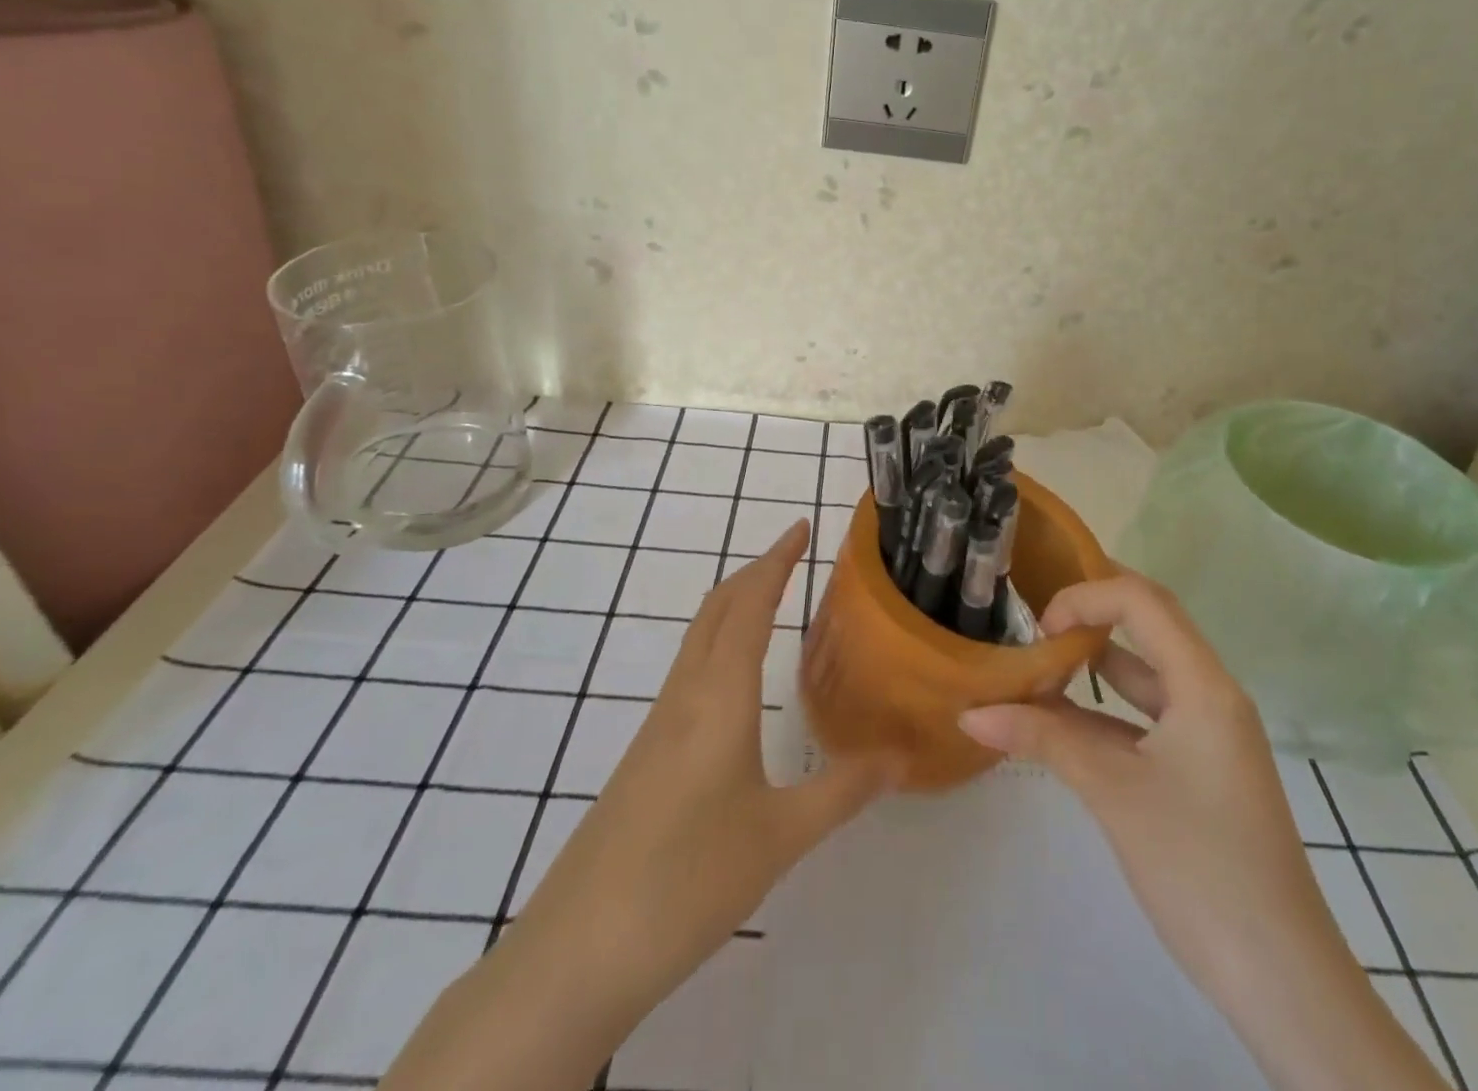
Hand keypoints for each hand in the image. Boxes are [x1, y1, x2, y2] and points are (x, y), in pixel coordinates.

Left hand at [383, 520, 892, 1090]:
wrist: (578, 952)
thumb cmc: (689, 880)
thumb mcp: (781, 837)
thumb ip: (843, 790)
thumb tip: (899, 755)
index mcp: (719, 696)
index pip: (749, 604)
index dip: (776, 560)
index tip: (800, 526)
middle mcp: (684, 696)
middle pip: (716, 609)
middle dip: (754, 572)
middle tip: (794, 555)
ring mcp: (657, 726)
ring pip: (698, 640)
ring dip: (733, 606)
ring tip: (773, 603)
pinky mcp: (644, 757)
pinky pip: (688, 674)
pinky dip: (719, 646)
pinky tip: (736, 684)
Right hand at [960, 571, 1446, 1090]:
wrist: (1282, 981)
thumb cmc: (1199, 867)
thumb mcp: (1113, 792)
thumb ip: (1042, 740)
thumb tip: (971, 713)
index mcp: (1204, 685)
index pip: (1142, 601)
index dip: (1086, 597)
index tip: (1039, 629)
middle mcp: (1211, 694)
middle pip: (1148, 624)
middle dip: (1090, 611)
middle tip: (1033, 613)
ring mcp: (1208, 732)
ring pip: (1144, 673)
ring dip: (1093, 662)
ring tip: (1036, 658)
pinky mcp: (1200, 767)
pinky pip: (1145, 716)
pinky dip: (1102, 709)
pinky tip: (1060, 720)